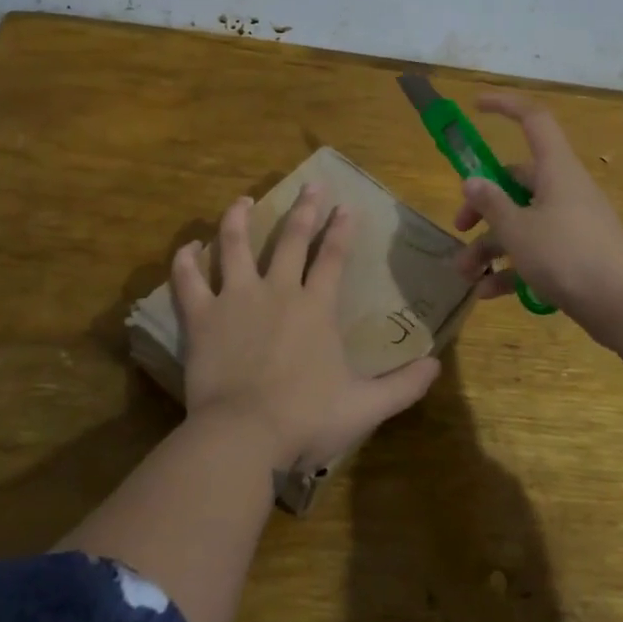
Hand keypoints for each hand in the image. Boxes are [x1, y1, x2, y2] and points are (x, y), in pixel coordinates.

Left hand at [172, 184, 441, 472]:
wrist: (244, 435)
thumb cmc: (306, 419)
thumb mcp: (365, 407)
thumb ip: (403, 385)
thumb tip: (437, 364)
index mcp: (316, 307)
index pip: (333, 258)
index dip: (341, 230)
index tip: (346, 206)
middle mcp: (277, 291)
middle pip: (292, 239)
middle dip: (304, 210)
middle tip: (310, 186)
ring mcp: (236, 299)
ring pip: (235, 245)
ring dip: (239, 219)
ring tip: (242, 201)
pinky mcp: (202, 316)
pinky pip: (188, 280)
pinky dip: (186, 261)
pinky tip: (189, 247)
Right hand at [452, 92, 622, 339]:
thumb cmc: (567, 255)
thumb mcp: (518, 229)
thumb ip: (491, 204)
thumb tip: (472, 182)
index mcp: (555, 170)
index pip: (533, 120)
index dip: (505, 107)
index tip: (476, 107)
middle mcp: (564, 190)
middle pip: (515, 182)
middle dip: (482, 206)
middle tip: (459, 227)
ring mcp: (572, 224)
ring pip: (522, 223)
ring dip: (490, 246)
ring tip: (464, 274)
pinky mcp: (576, 255)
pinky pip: (537, 252)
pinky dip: (512, 269)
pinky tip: (488, 293)